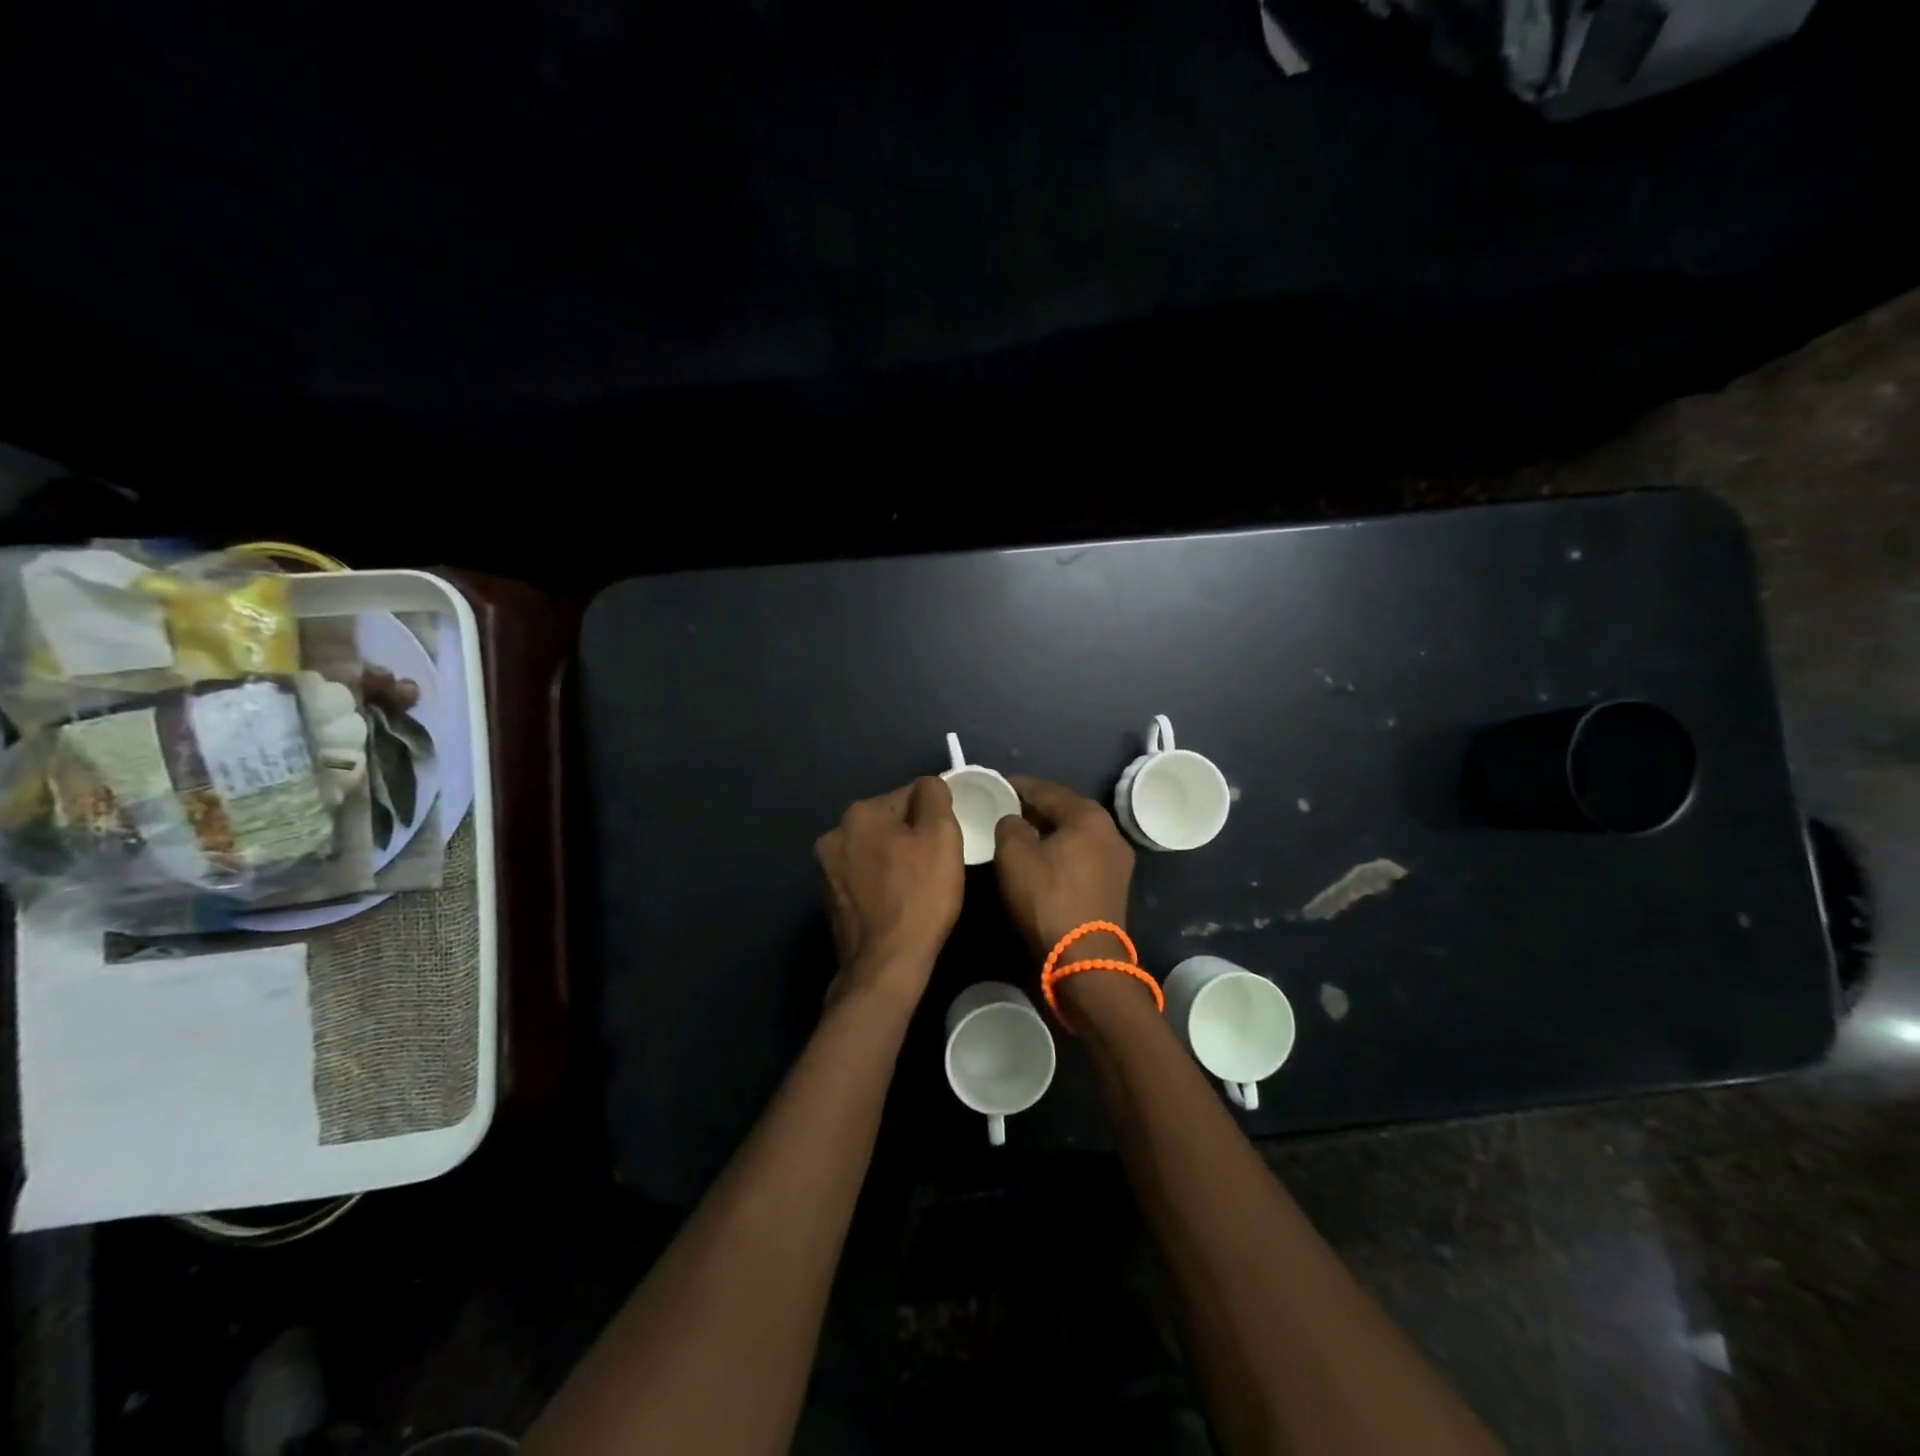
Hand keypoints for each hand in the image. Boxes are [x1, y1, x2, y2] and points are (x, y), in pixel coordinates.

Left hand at [815, 777, 964, 1002]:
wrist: (886, 964)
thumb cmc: (920, 896)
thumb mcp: (941, 835)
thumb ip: (934, 796)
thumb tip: (928, 786)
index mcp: (860, 813)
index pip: (909, 796)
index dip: (934, 817)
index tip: (947, 843)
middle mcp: (835, 834)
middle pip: (889, 823)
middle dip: (912, 837)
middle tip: (937, 865)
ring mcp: (827, 869)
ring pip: (875, 850)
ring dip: (895, 860)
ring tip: (918, 887)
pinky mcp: (830, 900)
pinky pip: (864, 878)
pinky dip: (881, 883)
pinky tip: (898, 903)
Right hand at [992, 777, 1135, 962]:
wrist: (1085, 958)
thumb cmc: (1047, 899)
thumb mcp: (1014, 856)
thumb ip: (1009, 826)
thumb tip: (1014, 821)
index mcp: (1088, 816)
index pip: (1046, 789)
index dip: (1018, 786)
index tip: (996, 785)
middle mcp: (1110, 830)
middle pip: (1065, 809)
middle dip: (1035, 807)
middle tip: (1006, 808)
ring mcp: (1117, 859)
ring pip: (1075, 833)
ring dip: (1049, 830)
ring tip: (1020, 832)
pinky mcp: (1114, 884)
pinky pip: (1082, 854)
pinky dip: (1061, 850)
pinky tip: (1042, 857)